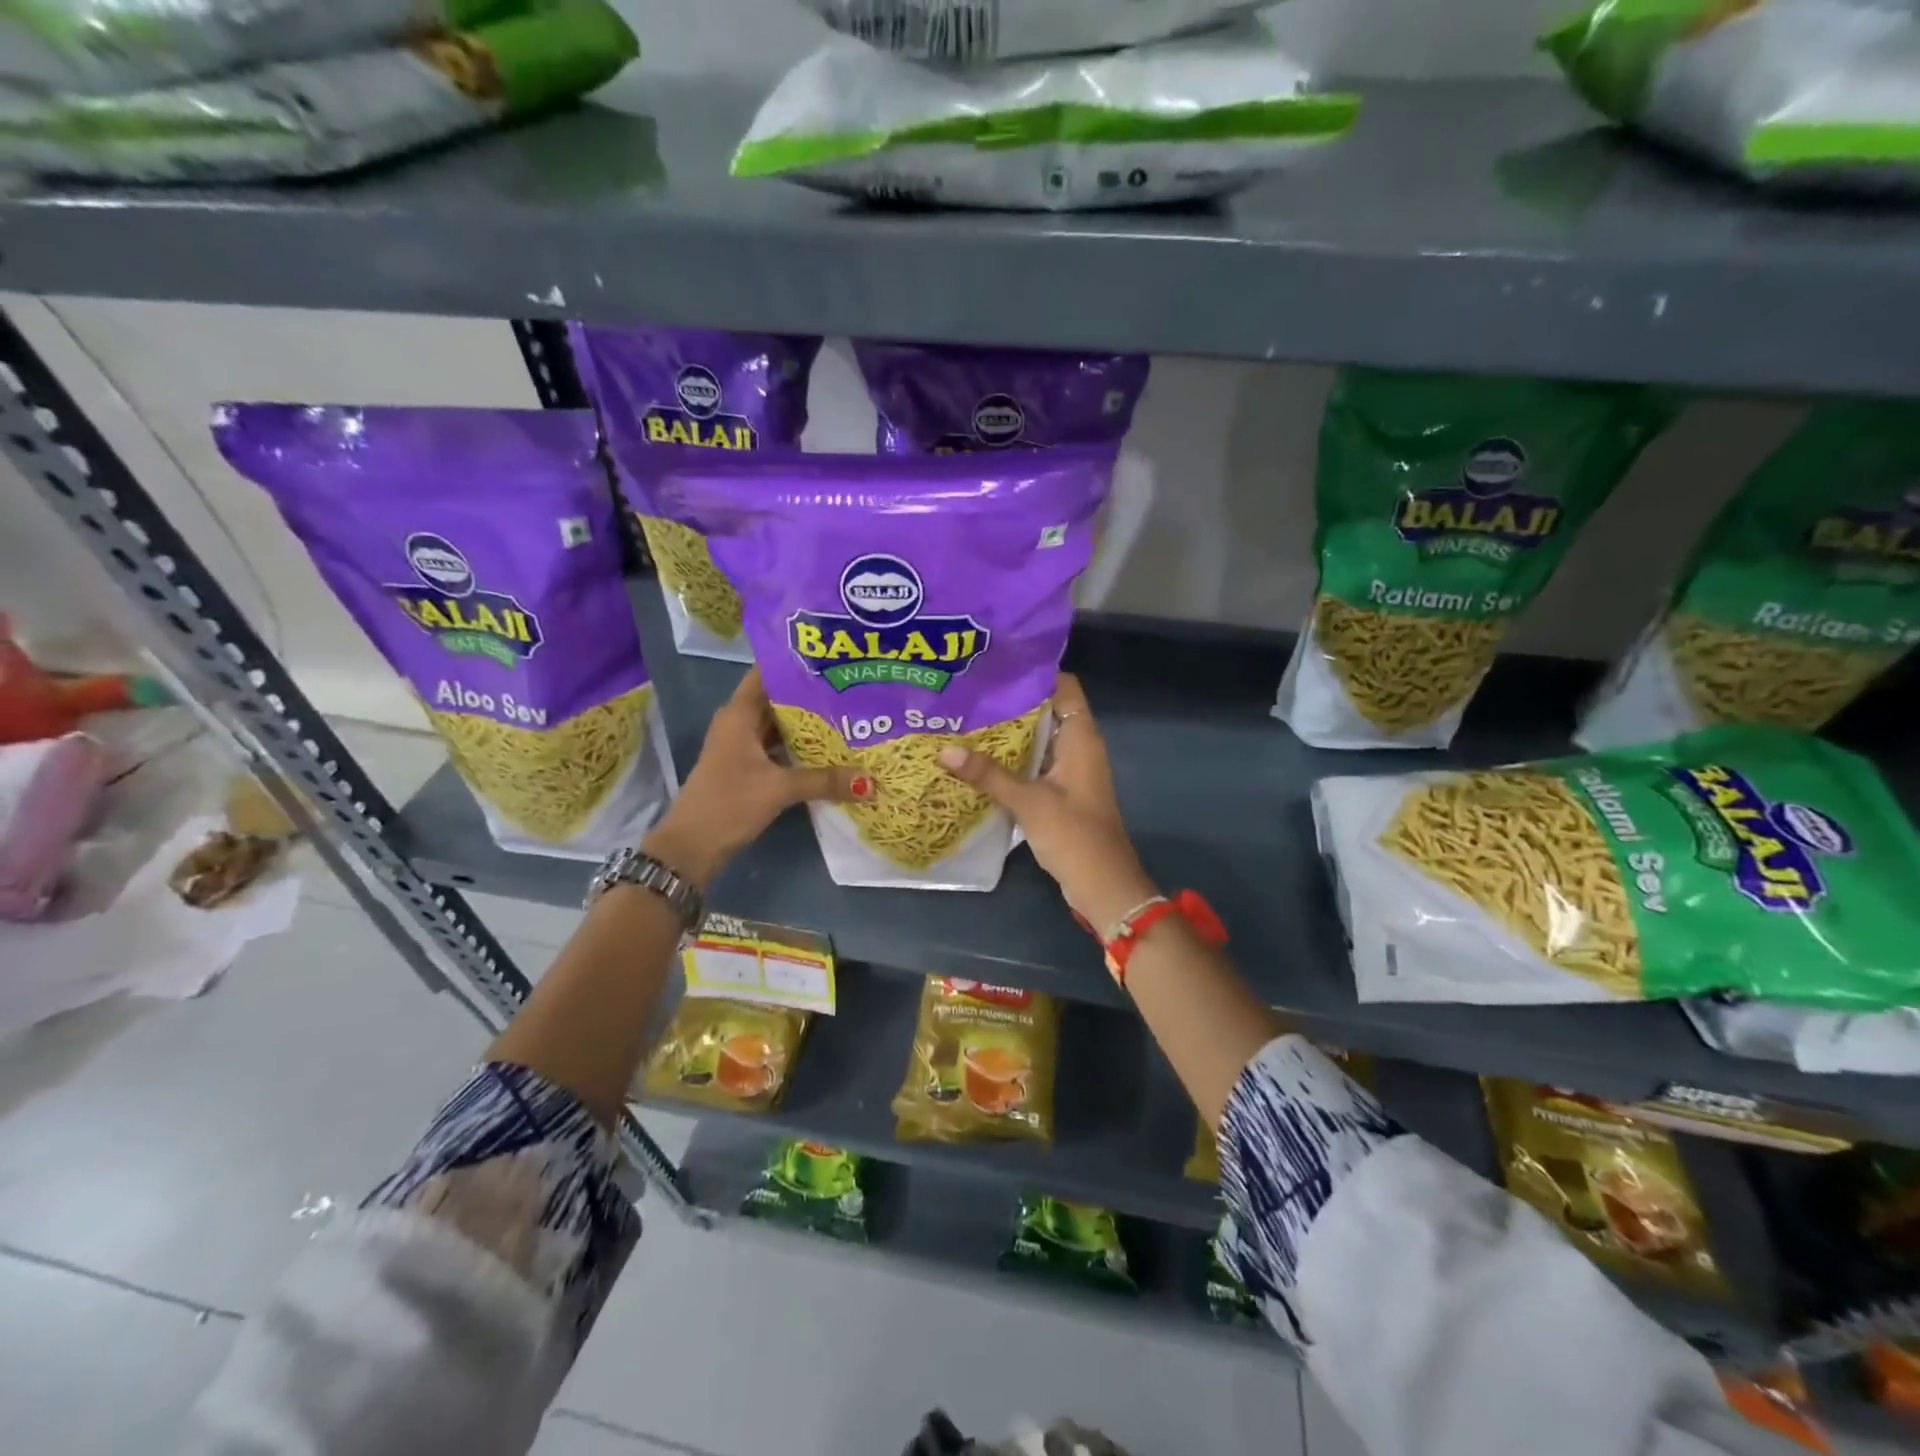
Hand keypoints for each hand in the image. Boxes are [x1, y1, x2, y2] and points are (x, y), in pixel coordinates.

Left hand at [644, 668, 865, 887]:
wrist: (691, 847)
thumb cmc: (728, 803)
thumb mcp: (778, 789)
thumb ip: (824, 780)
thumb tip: (869, 781)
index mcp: (739, 714)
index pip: (767, 673)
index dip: (795, 661)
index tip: (831, 653)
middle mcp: (740, 723)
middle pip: (779, 698)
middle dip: (812, 693)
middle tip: (852, 685)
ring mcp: (743, 746)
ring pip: (781, 724)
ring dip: (808, 722)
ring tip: (849, 713)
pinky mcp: (748, 768)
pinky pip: (780, 747)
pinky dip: (801, 747)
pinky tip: (830, 748)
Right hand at [935, 673, 1154, 927]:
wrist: (1103, 885)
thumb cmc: (1073, 835)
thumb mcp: (1028, 802)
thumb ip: (987, 774)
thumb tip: (943, 750)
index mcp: (1082, 737)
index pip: (1064, 686)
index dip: (1033, 672)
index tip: (994, 666)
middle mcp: (1079, 746)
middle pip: (1047, 710)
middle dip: (1012, 701)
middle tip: (969, 692)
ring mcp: (1071, 770)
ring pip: (1039, 738)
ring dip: (1010, 732)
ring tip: (967, 717)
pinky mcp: (1062, 791)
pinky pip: (1036, 762)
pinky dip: (1013, 758)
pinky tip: (980, 758)